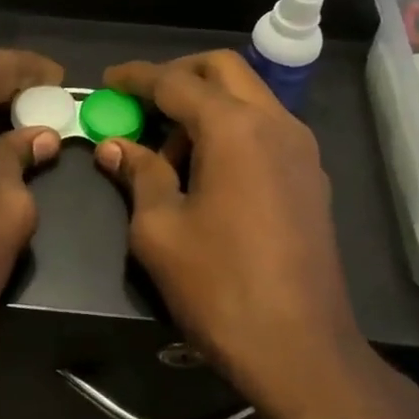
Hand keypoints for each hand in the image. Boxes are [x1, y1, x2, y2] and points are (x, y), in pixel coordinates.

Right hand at [94, 51, 418, 418]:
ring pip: (248, 97)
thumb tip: (115, 146)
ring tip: (168, 153)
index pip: (176, 82)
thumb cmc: (217, 286)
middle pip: (223, 70)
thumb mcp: (159, 228)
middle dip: (178, 75)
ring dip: (206, 106)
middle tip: (141, 102)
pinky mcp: (311, 177)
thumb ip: (138, 174)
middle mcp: (275, 123)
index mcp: (234, 128)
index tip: (107, 81)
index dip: (136, 78)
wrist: (299, 349)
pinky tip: (205, 171)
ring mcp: (301, 149)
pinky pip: (265, 129)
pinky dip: (231, 129)